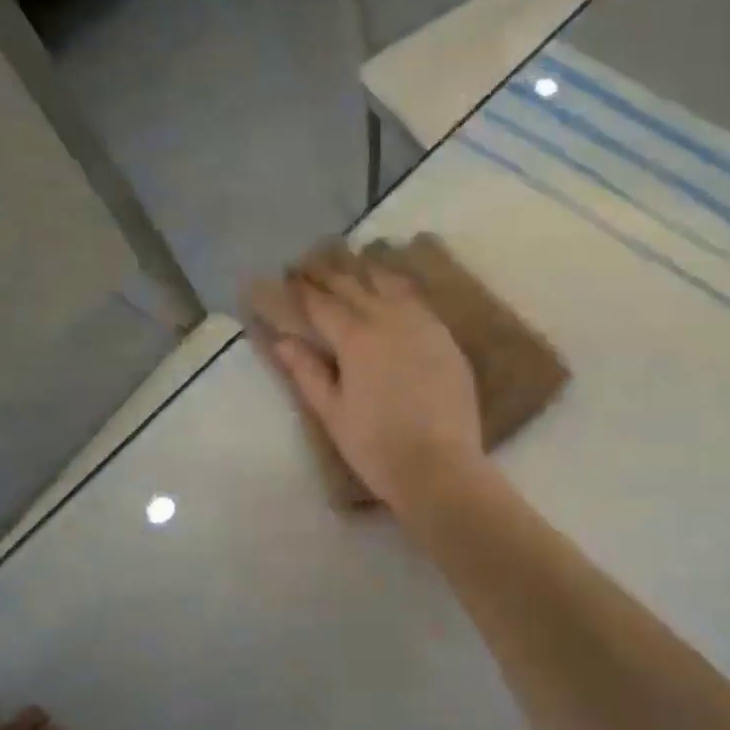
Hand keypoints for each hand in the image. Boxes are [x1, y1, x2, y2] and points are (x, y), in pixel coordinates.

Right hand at [272, 251, 485, 511]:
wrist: (440, 466)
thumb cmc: (377, 446)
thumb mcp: (332, 413)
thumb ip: (307, 372)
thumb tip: (282, 342)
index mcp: (357, 339)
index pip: (323, 304)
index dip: (304, 290)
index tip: (290, 276)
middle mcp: (391, 321)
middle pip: (357, 288)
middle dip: (332, 274)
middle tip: (314, 263)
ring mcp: (425, 327)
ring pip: (392, 287)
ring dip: (368, 274)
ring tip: (354, 263)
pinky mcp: (448, 341)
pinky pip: (419, 304)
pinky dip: (400, 291)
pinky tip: (395, 290)